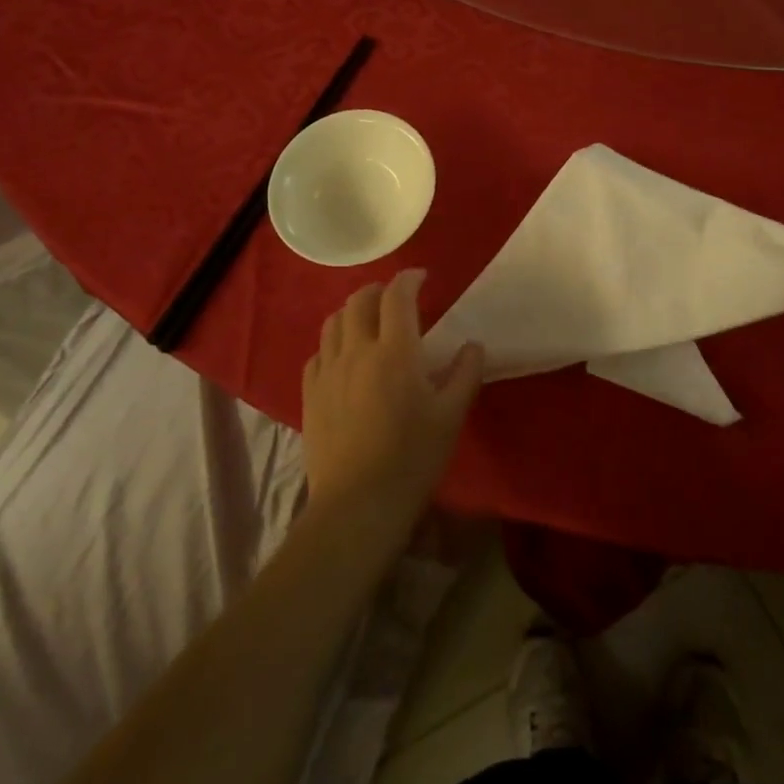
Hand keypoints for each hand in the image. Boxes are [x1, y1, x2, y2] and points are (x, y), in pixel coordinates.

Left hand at [302, 270, 484, 540]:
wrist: (356, 505)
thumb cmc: (411, 459)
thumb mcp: (450, 417)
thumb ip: (465, 374)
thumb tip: (473, 345)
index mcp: (394, 351)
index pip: (397, 296)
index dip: (409, 279)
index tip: (421, 277)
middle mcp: (357, 350)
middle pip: (360, 300)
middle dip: (378, 290)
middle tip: (396, 298)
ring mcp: (328, 371)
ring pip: (334, 322)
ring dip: (353, 311)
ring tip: (368, 320)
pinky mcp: (310, 394)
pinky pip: (318, 353)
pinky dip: (333, 343)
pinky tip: (343, 357)